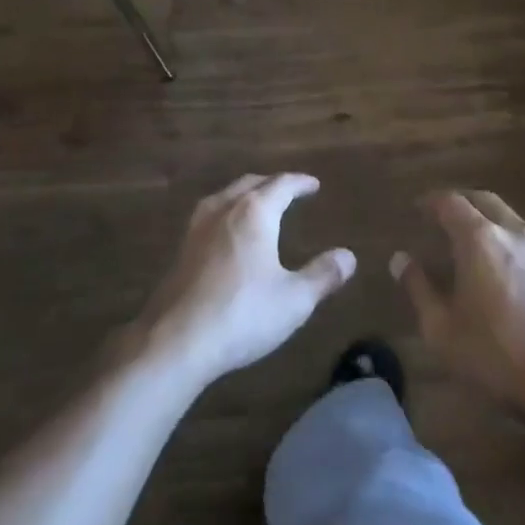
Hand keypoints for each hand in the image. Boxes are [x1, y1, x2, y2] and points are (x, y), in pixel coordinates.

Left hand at [130, 174, 355, 391]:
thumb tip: (348, 256)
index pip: (281, 184)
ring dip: (245, 195)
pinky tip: (227, 234)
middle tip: (288, 190)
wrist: (176, 341)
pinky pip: (209, 216)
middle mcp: (224, 209)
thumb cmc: (242, 314)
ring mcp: (197, 228)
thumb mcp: (294, 300)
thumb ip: (323, 275)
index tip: (313, 184)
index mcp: (254, 212)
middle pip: (250, 183)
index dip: (300, 182)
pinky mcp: (181, 250)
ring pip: (225, 196)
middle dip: (271, 184)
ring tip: (257, 205)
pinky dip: (227, 213)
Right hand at [391, 190, 524, 424]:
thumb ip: (418, 288)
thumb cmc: (495, 353)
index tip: (417, 207)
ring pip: (508, 217)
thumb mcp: (442, 328)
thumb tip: (400, 259)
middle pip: (483, 200)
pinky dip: (505, 238)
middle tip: (441, 214)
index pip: (451, 202)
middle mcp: (513, 232)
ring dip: (485, 218)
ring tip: (468, 239)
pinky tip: (500, 265)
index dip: (430, 201)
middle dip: (460, 201)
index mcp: (480, 238)